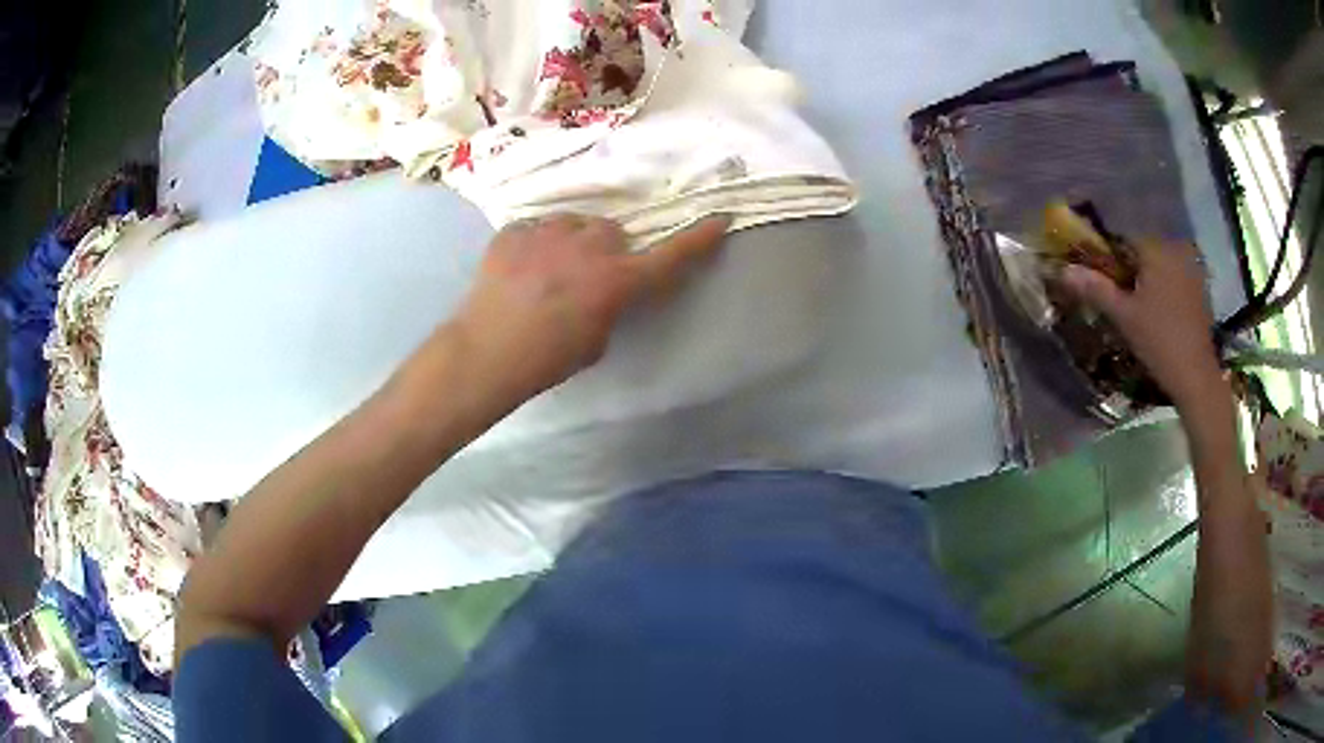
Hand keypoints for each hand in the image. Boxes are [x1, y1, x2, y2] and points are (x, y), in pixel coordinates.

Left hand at [452, 213, 729, 402]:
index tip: (719, 220)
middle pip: (611, 230)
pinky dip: (534, 244)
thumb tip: (601, 287)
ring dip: (570, 240)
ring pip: (573, 223)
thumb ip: (609, 305)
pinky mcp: (514, 231)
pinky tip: (519, 268)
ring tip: (548, 266)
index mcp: (616, 281)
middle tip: (587, 271)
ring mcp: (548, 233)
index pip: (668, 257)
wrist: (485, 352)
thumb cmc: (546, 359)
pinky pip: (535, 228)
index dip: (696, 240)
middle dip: (606, 247)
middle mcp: (588, 247)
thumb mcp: (595, 341)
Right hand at [1059, 241, 1222, 409]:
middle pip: (1143, 251)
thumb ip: (1096, 288)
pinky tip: (1159, 313)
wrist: (1196, 376)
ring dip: (1147, 278)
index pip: (1123, 238)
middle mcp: (1175, 250)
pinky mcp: (1200, 290)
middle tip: (1118, 294)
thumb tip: (1063, 270)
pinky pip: (1175, 278)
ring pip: (1160, 265)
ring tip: (1137, 306)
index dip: (1108, 255)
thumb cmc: (1159, 341)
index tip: (1100, 277)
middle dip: (1129, 267)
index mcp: (1156, 249)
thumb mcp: (1124, 316)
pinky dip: (1164, 288)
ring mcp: (1191, 270)